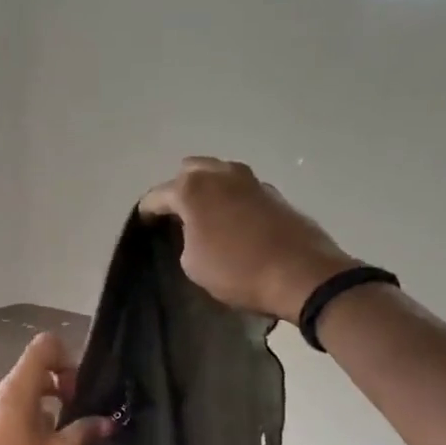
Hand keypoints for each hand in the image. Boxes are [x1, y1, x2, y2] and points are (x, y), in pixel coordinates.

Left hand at [0, 332, 113, 444]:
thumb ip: (84, 433)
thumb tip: (107, 421)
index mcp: (14, 390)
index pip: (43, 346)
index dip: (68, 359)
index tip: (78, 393)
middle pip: (33, 372)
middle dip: (60, 389)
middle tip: (77, 420)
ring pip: (21, 394)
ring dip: (45, 409)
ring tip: (59, 443)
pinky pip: (8, 412)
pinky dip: (27, 420)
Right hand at [139, 156, 355, 322]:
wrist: (301, 274)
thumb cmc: (237, 271)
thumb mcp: (193, 264)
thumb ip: (185, 239)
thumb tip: (194, 231)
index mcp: (192, 189)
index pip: (158, 195)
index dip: (147, 211)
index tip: (144, 223)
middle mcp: (221, 174)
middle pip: (190, 170)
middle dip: (180, 187)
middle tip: (177, 213)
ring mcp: (251, 181)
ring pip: (220, 174)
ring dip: (210, 188)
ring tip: (206, 214)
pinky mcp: (275, 194)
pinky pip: (242, 189)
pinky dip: (233, 199)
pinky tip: (234, 221)